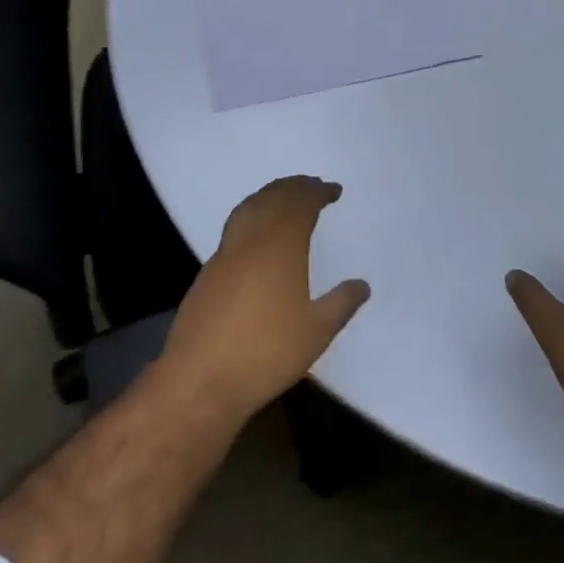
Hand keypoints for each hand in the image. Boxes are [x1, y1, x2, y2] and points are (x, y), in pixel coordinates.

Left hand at [157, 176, 369, 426]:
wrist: (201, 376)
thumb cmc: (266, 352)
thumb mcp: (315, 333)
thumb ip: (341, 304)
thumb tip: (362, 284)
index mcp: (281, 245)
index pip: (301, 204)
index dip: (318, 192)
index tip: (333, 190)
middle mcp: (253, 238)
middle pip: (274, 197)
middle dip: (295, 187)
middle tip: (312, 186)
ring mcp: (227, 251)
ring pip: (251, 206)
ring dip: (271, 194)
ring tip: (285, 196)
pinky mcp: (209, 269)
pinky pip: (236, 224)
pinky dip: (252, 212)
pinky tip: (256, 231)